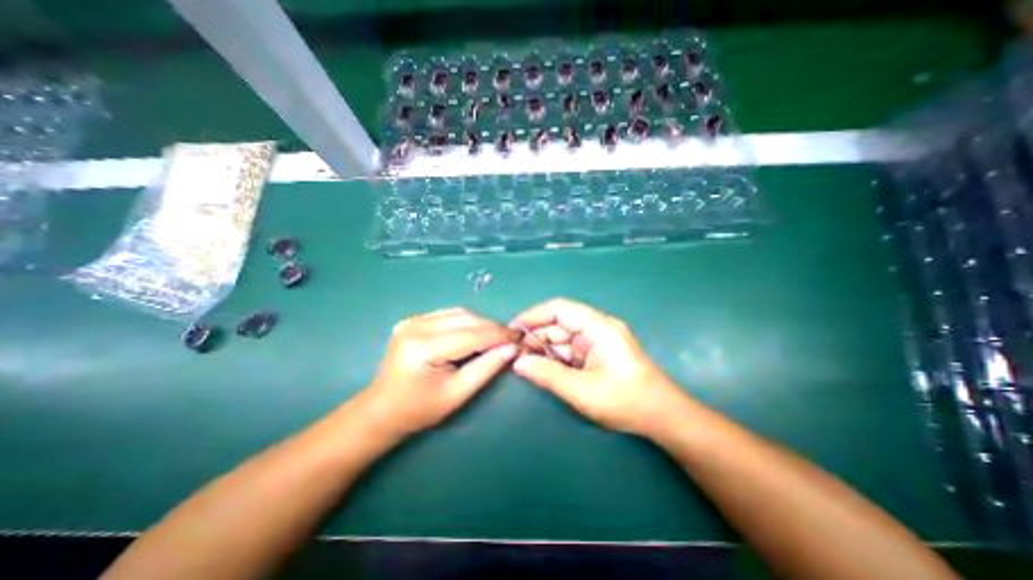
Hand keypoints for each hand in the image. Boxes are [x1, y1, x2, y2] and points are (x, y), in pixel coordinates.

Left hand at [360, 308, 520, 435]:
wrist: (381, 410)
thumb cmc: (419, 409)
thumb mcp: (458, 394)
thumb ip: (487, 368)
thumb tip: (512, 348)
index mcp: (423, 348)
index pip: (471, 335)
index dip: (499, 335)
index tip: (519, 338)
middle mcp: (415, 326)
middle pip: (465, 319)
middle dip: (492, 328)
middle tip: (510, 339)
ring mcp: (411, 320)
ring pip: (458, 314)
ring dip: (480, 324)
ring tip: (495, 338)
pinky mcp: (412, 320)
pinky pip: (448, 315)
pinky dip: (466, 323)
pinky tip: (474, 334)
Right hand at [510, 299, 682, 434]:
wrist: (663, 417)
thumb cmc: (626, 401)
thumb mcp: (582, 390)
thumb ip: (547, 374)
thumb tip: (518, 363)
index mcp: (598, 327)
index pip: (559, 309)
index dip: (534, 315)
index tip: (513, 329)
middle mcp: (598, 328)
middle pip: (560, 323)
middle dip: (536, 335)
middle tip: (515, 353)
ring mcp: (598, 341)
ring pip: (563, 337)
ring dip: (544, 348)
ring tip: (524, 362)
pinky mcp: (598, 354)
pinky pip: (571, 350)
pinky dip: (555, 357)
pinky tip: (542, 367)